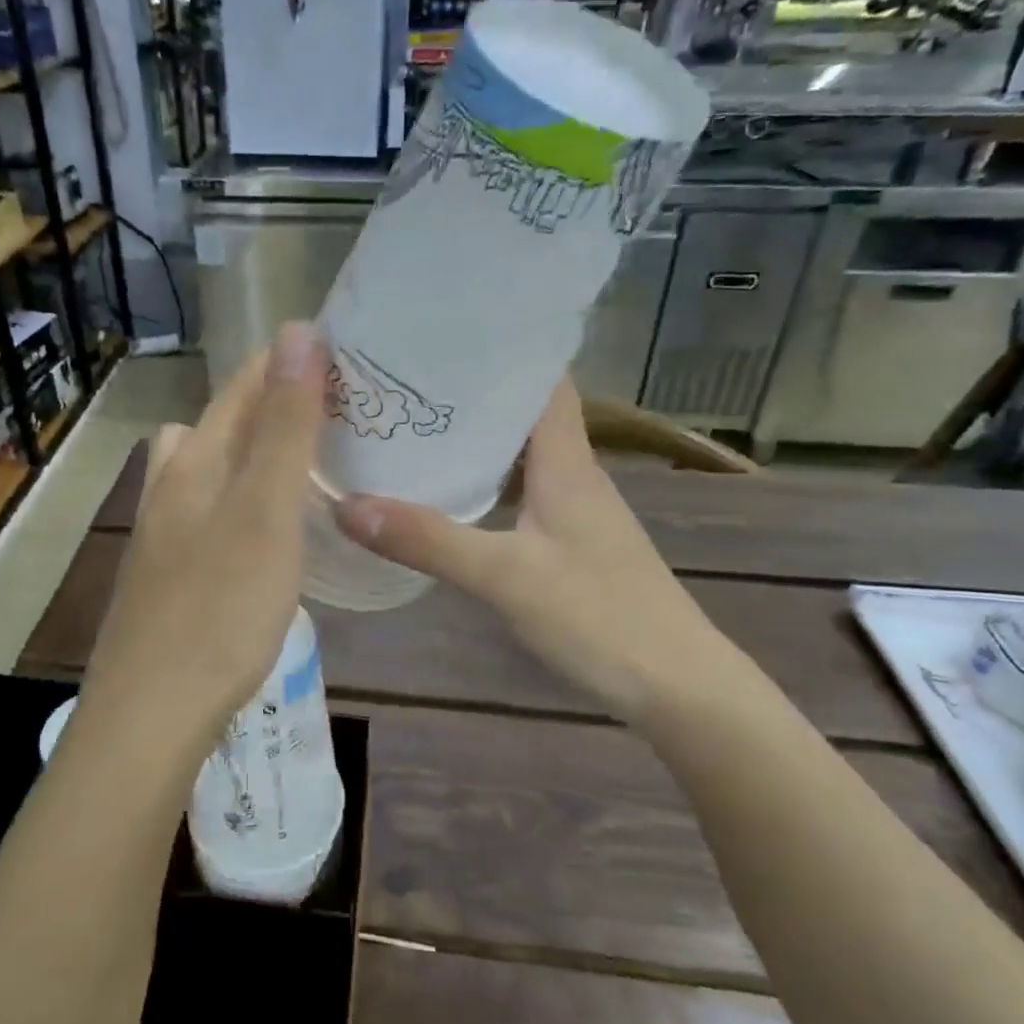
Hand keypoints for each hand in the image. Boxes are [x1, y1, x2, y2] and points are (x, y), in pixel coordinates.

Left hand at [77, 322, 325, 751]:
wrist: (151, 713)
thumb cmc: (219, 609)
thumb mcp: (266, 511)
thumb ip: (284, 426)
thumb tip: (299, 331)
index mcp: (195, 461)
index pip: (244, 387)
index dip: (289, 361)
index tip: (344, 352)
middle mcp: (171, 486)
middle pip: (221, 424)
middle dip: (274, 404)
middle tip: (336, 413)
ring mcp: (164, 532)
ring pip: (208, 468)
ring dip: (251, 453)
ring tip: (304, 467)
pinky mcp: (168, 574)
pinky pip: (210, 512)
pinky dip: (242, 501)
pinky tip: (267, 532)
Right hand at [333, 380, 769, 722]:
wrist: (677, 686)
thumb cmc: (599, 616)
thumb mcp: (505, 577)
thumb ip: (428, 541)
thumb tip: (346, 505)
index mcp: (567, 462)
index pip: (544, 381)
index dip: (502, 351)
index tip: (442, 337)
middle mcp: (574, 475)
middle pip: (524, 415)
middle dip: (471, 396)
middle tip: (404, 384)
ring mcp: (576, 513)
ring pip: (521, 458)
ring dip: (476, 442)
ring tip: (413, 431)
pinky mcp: (572, 546)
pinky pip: (522, 495)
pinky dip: (486, 486)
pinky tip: (449, 499)